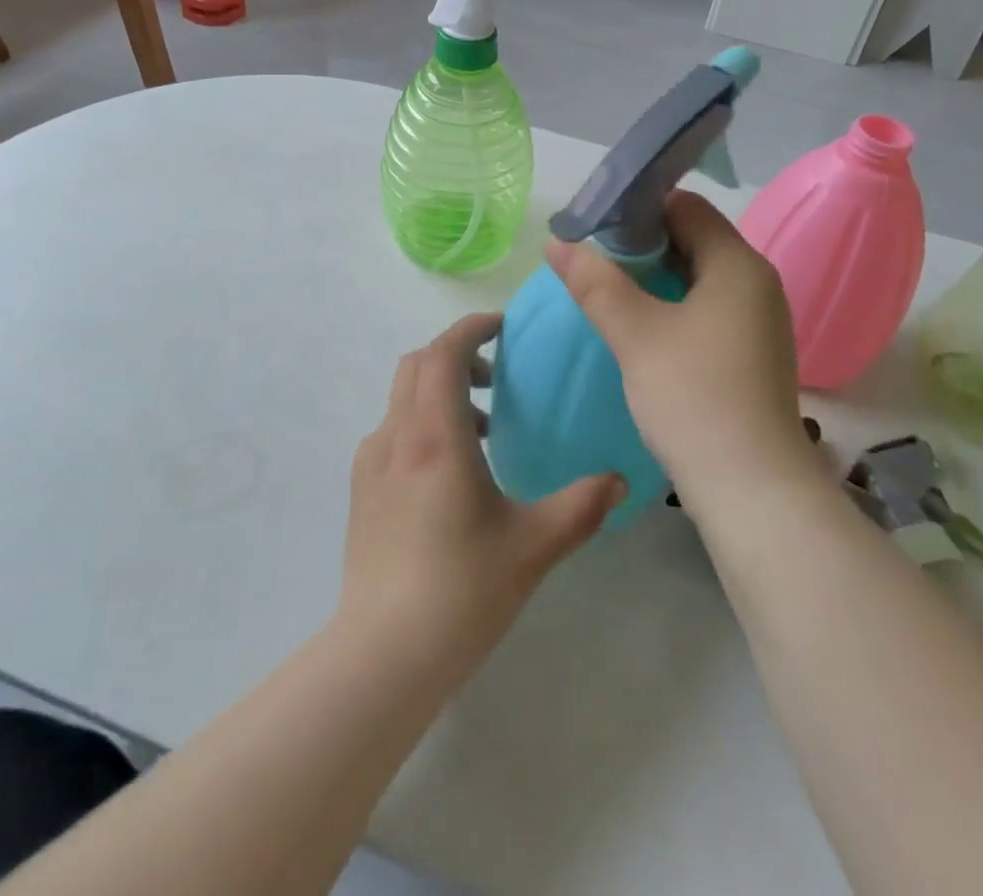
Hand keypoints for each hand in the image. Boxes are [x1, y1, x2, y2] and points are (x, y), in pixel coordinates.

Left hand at [339, 312, 624, 681]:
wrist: (383, 654)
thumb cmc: (462, 590)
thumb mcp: (534, 546)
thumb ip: (583, 506)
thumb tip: (621, 480)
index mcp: (436, 436)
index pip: (444, 352)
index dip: (472, 328)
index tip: (503, 328)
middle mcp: (397, 437)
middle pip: (417, 364)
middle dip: (456, 355)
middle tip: (497, 378)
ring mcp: (372, 463)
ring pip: (402, 397)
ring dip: (439, 391)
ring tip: (481, 431)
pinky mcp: (362, 490)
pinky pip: (391, 431)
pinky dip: (420, 423)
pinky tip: (447, 474)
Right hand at [544, 191, 809, 512]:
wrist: (753, 490)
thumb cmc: (694, 397)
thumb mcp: (635, 333)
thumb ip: (595, 282)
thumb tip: (557, 242)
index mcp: (738, 264)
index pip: (685, 206)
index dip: (636, 208)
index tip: (593, 227)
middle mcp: (756, 283)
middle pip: (693, 238)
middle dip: (640, 245)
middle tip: (591, 261)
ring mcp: (757, 321)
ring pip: (697, 277)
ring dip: (653, 279)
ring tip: (606, 292)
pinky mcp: (750, 354)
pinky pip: (705, 310)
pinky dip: (671, 307)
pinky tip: (638, 328)